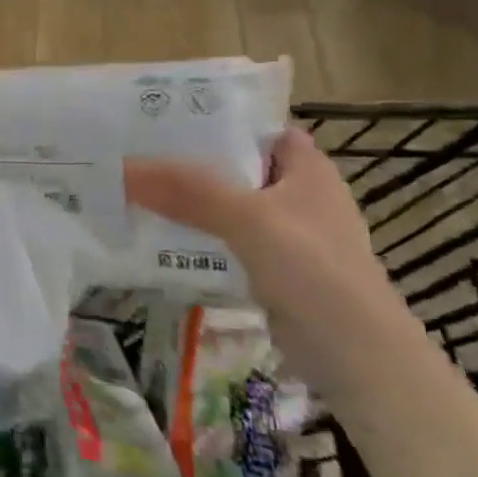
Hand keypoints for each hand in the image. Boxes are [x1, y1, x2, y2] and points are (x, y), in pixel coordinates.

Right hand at [124, 127, 428, 396]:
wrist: (356, 356)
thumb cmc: (314, 270)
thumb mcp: (247, 219)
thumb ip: (187, 191)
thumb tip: (121, 168)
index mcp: (309, 170)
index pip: (259, 130)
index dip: (218, 121)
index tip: (164, 119)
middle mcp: (301, 197)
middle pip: (237, 168)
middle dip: (191, 163)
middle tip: (136, 155)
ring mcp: (289, 237)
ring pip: (229, 207)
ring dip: (190, 203)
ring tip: (136, 192)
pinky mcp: (275, 271)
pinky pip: (228, 242)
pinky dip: (199, 239)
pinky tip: (161, 239)